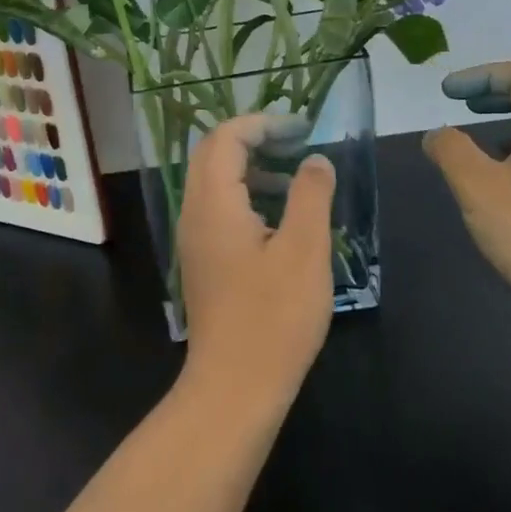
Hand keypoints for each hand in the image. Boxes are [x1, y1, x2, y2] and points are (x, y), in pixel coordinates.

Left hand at [176, 115, 336, 414]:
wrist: (234, 388)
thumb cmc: (273, 317)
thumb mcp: (304, 250)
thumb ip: (310, 195)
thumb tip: (315, 160)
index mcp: (214, 203)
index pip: (226, 137)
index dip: (262, 123)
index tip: (301, 127)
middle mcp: (195, 212)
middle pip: (214, 154)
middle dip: (255, 138)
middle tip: (297, 141)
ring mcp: (195, 238)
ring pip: (215, 181)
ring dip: (252, 167)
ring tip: (296, 176)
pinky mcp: (204, 260)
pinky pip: (219, 208)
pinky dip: (248, 195)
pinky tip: (282, 217)